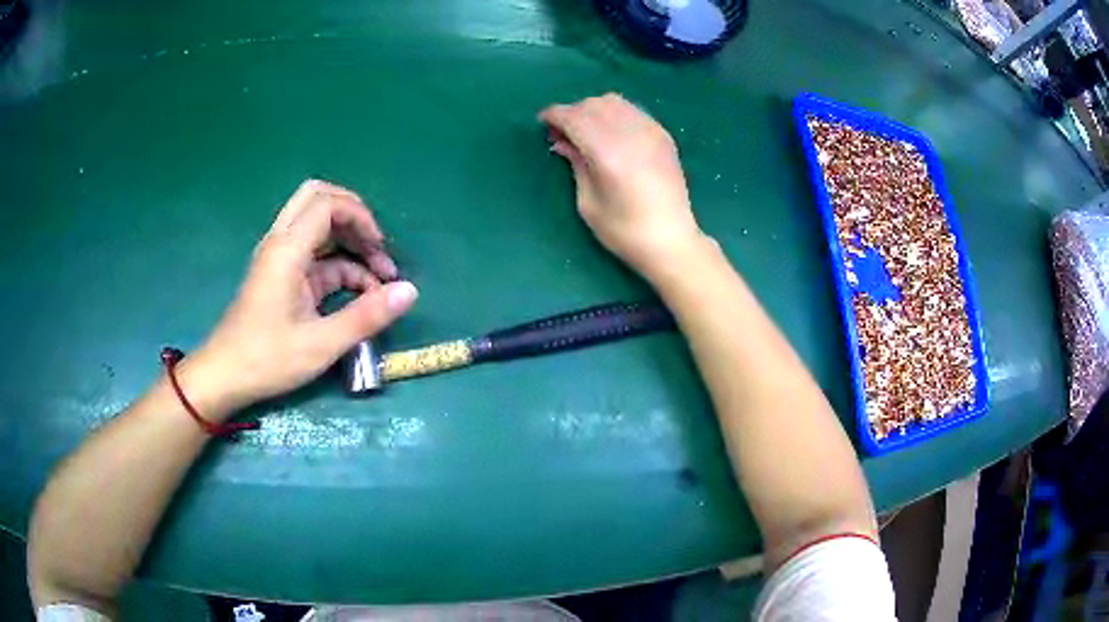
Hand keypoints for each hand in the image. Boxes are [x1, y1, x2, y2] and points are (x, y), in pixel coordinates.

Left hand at [188, 180, 417, 415]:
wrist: (224, 376)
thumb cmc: (267, 360)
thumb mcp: (321, 344)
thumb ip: (366, 316)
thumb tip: (410, 291)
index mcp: (287, 250)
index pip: (327, 204)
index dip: (361, 216)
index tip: (381, 250)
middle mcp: (281, 243)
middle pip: (318, 199)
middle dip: (354, 215)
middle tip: (376, 246)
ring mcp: (279, 258)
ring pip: (317, 225)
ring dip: (349, 240)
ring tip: (379, 274)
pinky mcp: (281, 275)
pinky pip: (315, 254)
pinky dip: (339, 264)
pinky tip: (360, 293)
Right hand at [540, 93, 705, 278]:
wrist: (671, 240)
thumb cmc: (623, 231)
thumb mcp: (588, 202)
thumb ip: (576, 164)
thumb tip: (562, 142)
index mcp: (607, 153)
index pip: (575, 117)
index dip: (555, 115)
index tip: (543, 122)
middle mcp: (630, 134)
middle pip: (593, 105)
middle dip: (572, 112)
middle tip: (562, 132)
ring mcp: (650, 132)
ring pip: (614, 102)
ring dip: (593, 110)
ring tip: (586, 130)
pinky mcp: (663, 136)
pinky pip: (632, 111)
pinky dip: (615, 114)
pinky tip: (610, 133)